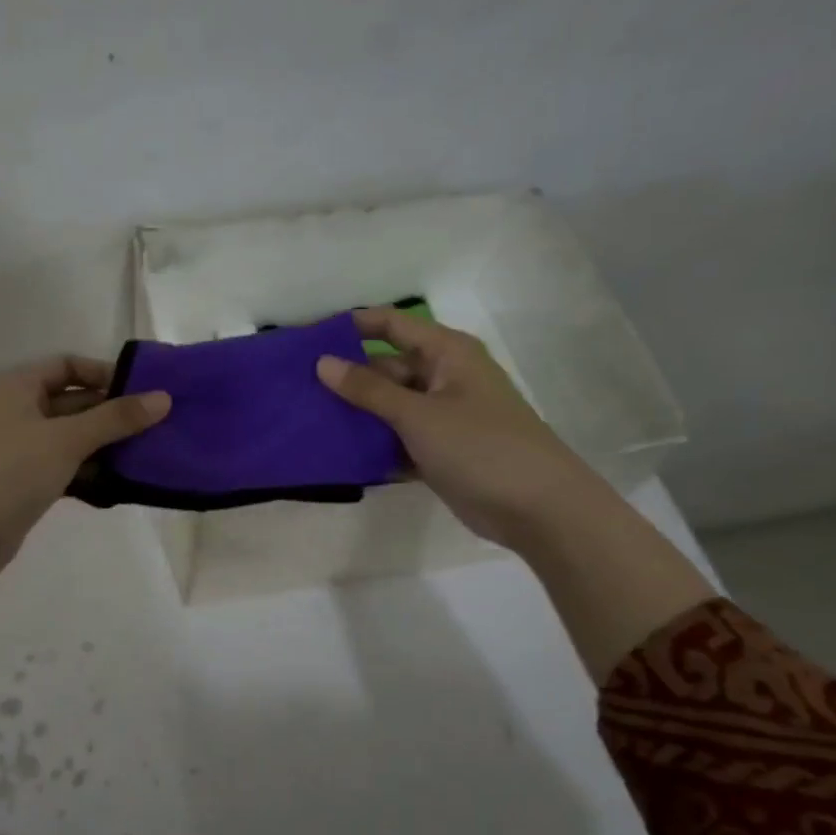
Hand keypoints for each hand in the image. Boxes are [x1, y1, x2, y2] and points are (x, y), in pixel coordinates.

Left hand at [0, 356, 170, 579]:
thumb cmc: (9, 472)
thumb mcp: (66, 439)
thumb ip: (116, 418)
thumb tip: (164, 398)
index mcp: (19, 387)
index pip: (67, 366)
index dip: (104, 374)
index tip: (143, 393)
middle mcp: (18, 413)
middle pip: (73, 403)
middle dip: (112, 414)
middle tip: (158, 428)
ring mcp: (20, 451)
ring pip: (72, 440)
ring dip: (106, 447)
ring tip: (150, 457)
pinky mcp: (24, 485)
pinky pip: (65, 470)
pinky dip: (90, 474)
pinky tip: (120, 487)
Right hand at [314, 307, 605, 552]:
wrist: (538, 509)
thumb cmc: (480, 447)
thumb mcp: (418, 415)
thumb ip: (368, 389)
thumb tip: (323, 362)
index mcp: (446, 354)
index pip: (391, 325)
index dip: (351, 326)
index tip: (307, 338)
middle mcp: (443, 378)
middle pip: (385, 368)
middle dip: (346, 378)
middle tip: (297, 390)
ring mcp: (442, 416)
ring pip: (388, 407)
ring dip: (355, 415)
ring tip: (307, 421)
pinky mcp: (438, 450)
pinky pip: (396, 439)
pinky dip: (372, 445)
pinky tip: (336, 454)